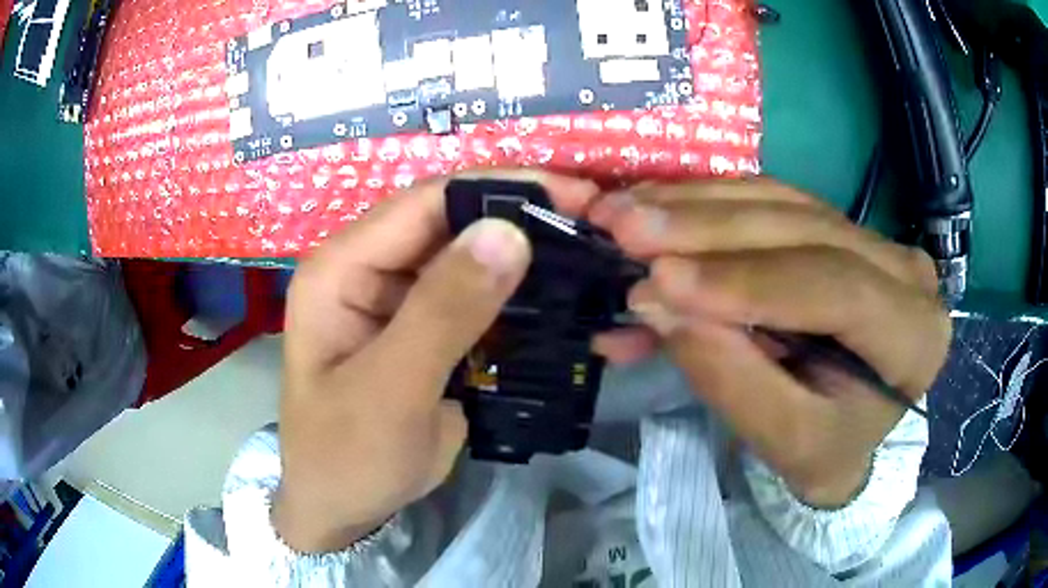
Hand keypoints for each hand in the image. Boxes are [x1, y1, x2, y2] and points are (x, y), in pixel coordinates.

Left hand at [274, 171, 599, 551]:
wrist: (343, 508)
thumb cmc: (347, 455)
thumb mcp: (390, 390)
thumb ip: (443, 312)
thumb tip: (508, 232)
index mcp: (342, 267)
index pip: (426, 202)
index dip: (500, 189)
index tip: (574, 194)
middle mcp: (371, 269)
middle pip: (454, 223)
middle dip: (524, 217)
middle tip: (597, 223)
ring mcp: (403, 300)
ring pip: (473, 258)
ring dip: (528, 256)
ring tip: (592, 254)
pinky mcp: (431, 329)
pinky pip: (480, 299)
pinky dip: (521, 296)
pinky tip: (564, 296)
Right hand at [588, 179, 951, 507]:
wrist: (851, 432)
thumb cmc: (826, 448)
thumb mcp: (785, 441)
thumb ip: (732, 379)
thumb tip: (658, 304)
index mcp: (913, 334)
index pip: (837, 288)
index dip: (749, 280)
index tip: (661, 279)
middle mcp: (903, 270)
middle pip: (803, 228)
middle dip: (707, 226)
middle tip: (622, 224)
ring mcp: (871, 238)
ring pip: (780, 201)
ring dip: (696, 204)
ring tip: (625, 210)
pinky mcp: (836, 225)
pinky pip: (769, 200)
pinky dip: (706, 205)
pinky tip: (656, 209)